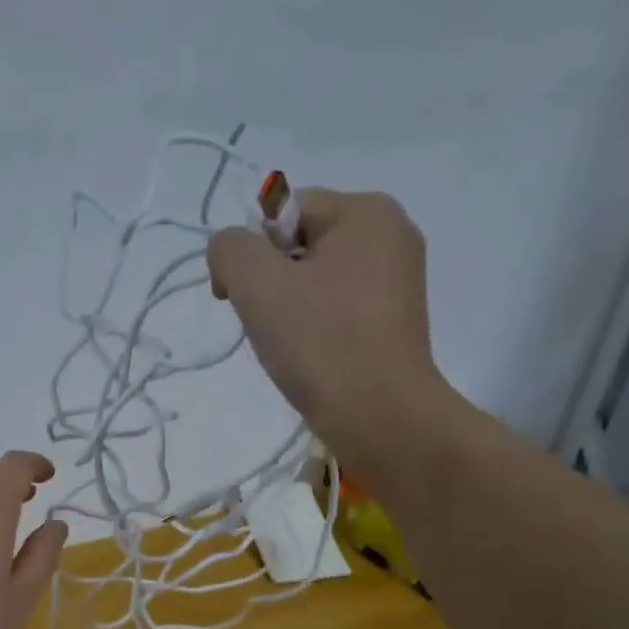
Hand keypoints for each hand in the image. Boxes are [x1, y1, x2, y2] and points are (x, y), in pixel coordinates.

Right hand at [207, 189, 452, 480]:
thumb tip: (230, 252)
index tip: (237, 300)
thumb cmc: (320, 343)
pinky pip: (337, 306)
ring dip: (289, 307)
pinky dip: (315, 326)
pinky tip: (311, 356)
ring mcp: (399, 279)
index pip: (283, 212)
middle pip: (300, 243)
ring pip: (316, 278)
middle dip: (270, 281)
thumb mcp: (257, 284)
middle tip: (267, 326)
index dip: (250, 253)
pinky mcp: (395, 320)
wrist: (380, 417)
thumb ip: (229, 249)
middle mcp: (391, 233)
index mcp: (366, 211)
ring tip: (289, 345)